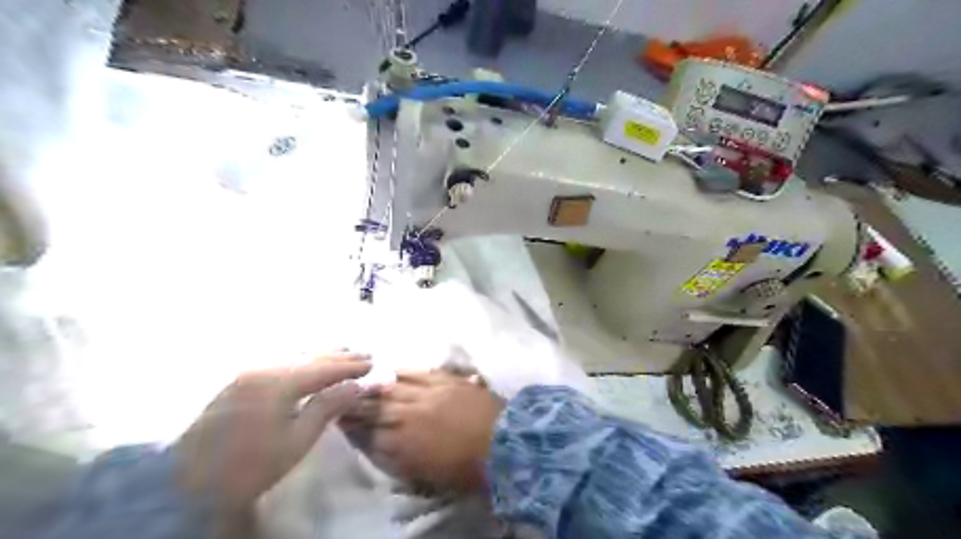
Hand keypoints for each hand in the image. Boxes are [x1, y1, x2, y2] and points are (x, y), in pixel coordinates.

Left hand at [174, 352, 371, 510]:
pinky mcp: (239, 382)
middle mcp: (266, 369)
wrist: (188, 483)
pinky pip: (280, 363)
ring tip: (344, 352)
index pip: (325, 368)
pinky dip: (302, 361)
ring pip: (295, 357)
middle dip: (340, 356)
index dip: (351, 366)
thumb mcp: (297, 440)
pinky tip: (310, 362)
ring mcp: (249, 373)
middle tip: (366, 353)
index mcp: (281, 383)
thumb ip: (328, 407)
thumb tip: (356, 385)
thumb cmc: (252, 465)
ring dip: (322, 356)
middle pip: (311, 357)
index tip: (374, 363)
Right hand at [347, 370, 502, 492]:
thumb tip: (382, 445)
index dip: (353, 427)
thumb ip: (400, 458)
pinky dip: (401, 371)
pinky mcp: (444, 380)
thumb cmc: (468, 469)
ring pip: (392, 387)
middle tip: (341, 397)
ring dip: (373, 385)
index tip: (340, 420)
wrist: (503, 443)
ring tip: (359, 380)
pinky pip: (417, 372)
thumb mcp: (427, 475)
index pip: (368, 434)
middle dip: (355, 403)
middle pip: (375, 408)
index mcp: (403, 445)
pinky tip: (390, 367)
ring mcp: (427, 394)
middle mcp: (408, 416)